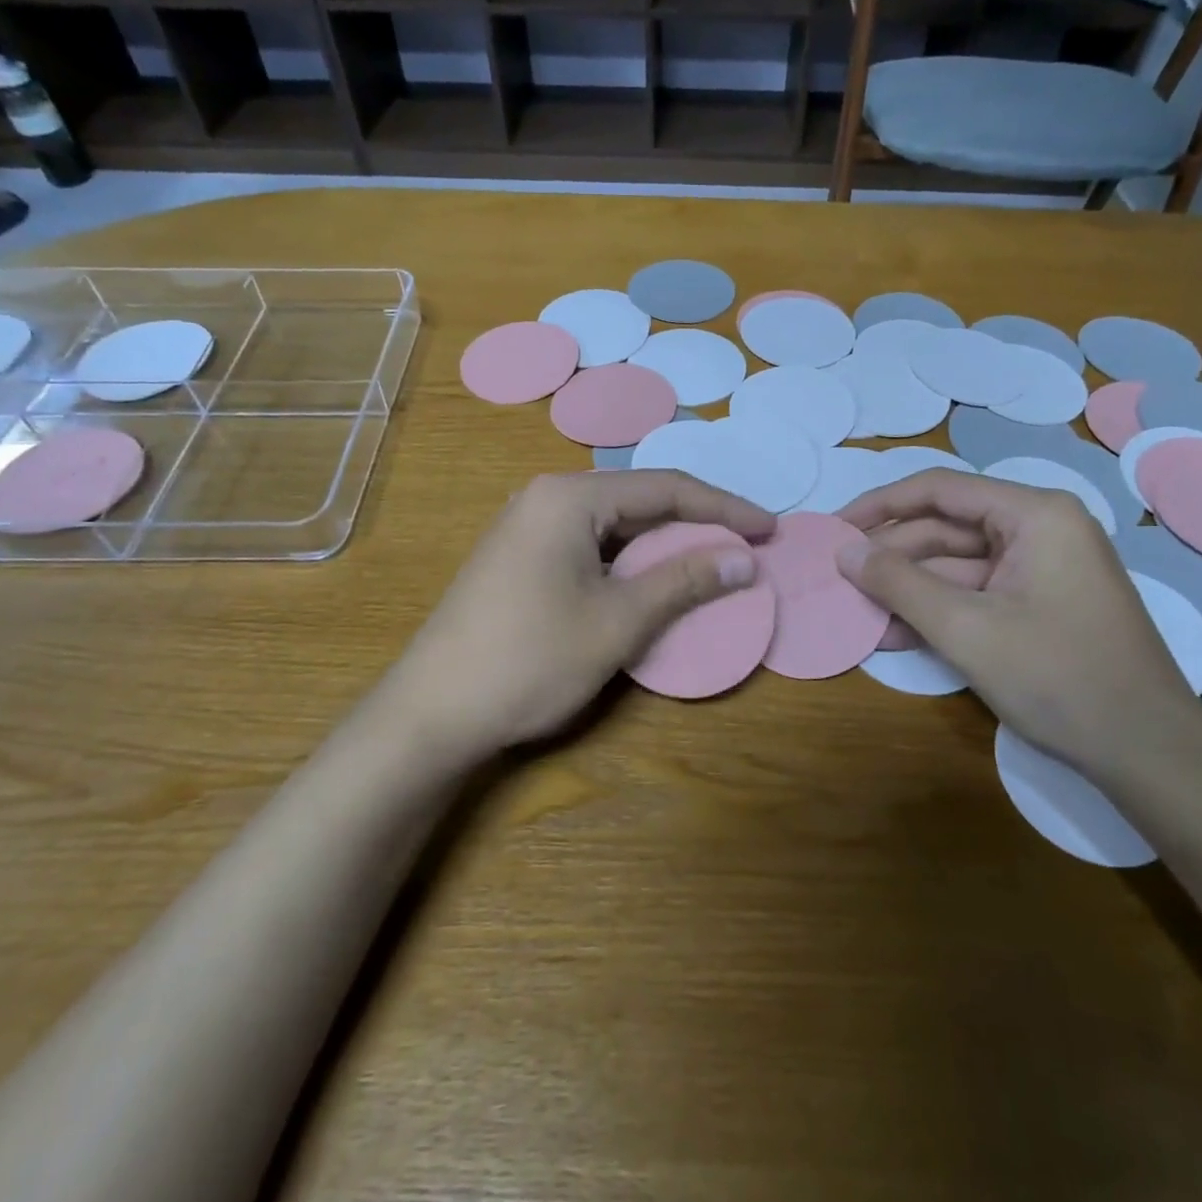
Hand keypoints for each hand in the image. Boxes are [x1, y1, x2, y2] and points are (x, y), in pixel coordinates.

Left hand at [374, 471, 774, 763]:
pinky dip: (631, 562)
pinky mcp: (520, 558)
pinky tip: (654, 582)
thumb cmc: (530, 660)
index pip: (665, 488)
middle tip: (747, 547)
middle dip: (696, 524)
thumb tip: (744, 559)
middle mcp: (546, 498)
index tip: (769, 529)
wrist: (432, 713)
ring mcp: (528, 527)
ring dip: (664, 546)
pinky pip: (591, 546)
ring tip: (713, 564)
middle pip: (639, 501)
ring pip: (615, 526)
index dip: (725, 508)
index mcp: (569, 497)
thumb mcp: (618, 621)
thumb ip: (684, 581)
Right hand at [838, 471, 1201, 778]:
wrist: (1148, 754)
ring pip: (956, 565)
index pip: (939, 490)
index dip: (880, 505)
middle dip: (892, 556)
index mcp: (1034, 514)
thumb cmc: (1058, 676)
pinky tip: (894, 634)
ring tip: (857, 612)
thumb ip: (898, 583)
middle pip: (946, 528)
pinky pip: (976, 594)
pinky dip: (937, 611)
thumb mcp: (966, 628)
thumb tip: (844, 552)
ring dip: (908, 590)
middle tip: (839, 578)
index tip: (835, 528)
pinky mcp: (1039, 604)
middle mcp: (1040, 529)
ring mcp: (1041, 569)